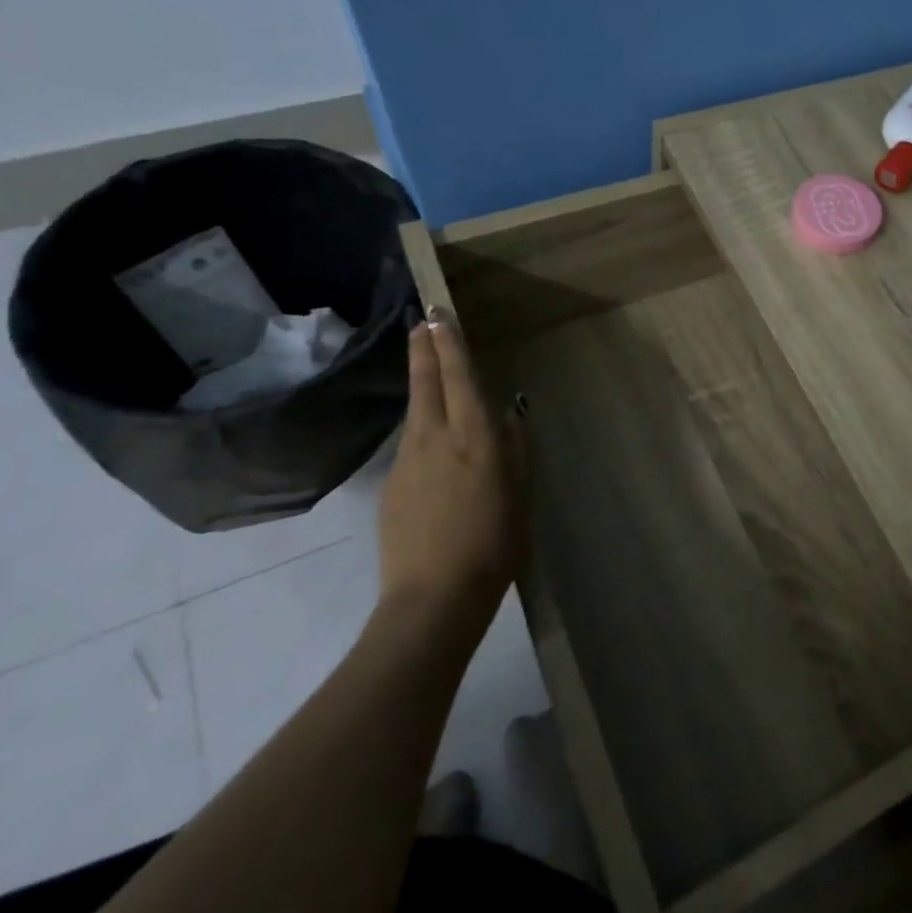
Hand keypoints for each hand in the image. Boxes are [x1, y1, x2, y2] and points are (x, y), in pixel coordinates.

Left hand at [376, 308, 529, 636]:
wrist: (433, 597)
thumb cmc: (495, 544)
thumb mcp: (520, 493)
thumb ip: (515, 448)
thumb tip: (508, 414)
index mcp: (475, 438)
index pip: (459, 377)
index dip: (449, 343)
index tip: (439, 314)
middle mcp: (436, 438)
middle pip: (425, 382)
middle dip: (424, 348)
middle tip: (422, 321)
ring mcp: (407, 461)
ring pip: (416, 411)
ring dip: (423, 385)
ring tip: (431, 371)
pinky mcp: (391, 485)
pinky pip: (412, 445)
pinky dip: (423, 430)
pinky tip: (436, 446)